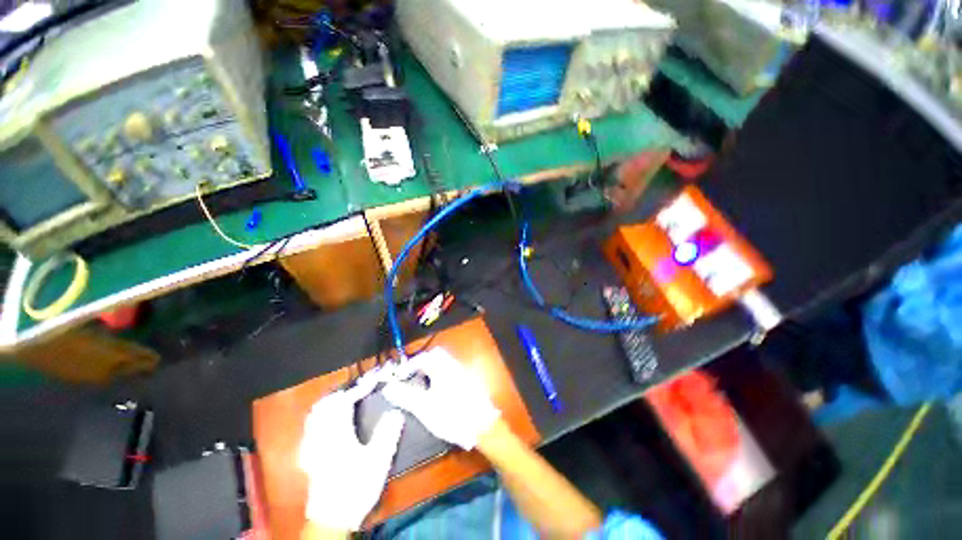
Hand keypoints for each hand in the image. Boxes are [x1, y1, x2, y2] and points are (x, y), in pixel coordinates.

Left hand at [299, 372, 404, 530]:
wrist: (332, 519)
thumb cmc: (356, 487)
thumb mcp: (378, 461)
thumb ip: (387, 433)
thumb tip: (396, 411)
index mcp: (337, 433)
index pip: (345, 401)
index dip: (360, 388)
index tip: (374, 382)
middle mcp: (321, 436)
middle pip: (325, 404)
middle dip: (343, 391)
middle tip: (360, 389)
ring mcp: (312, 446)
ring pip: (315, 415)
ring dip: (331, 402)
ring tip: (347, 399)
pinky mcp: (309, 456)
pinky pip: (311, 428)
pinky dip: (321, 417)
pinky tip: (330, 422)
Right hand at [381, 348, 499, 449]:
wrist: (482, 426)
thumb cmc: (451, 415)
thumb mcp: (423, 407)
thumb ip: (405, 396)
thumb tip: (388, 388)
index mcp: (443, 367)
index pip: (423, 357)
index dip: (409, 365)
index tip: (400, 376)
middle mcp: (454, 365)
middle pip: (436, 356)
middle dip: (422, 364)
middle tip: (411, 377)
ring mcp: (463, 373)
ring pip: (444, 364)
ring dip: (431, 370)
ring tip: (422, 386)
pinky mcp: (469, 382)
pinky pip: (451, 372)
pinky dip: (441, 377)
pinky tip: (438, 393)